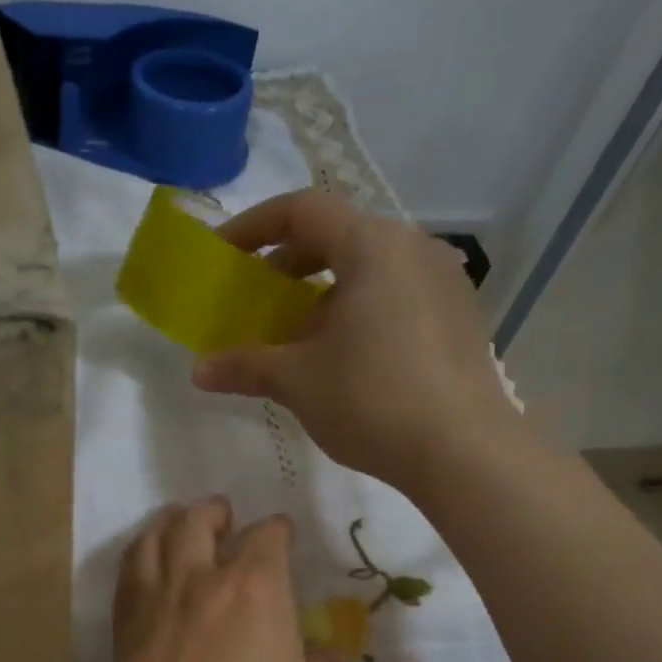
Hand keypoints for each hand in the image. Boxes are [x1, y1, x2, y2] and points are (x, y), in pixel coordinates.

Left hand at [72, 498, 341, 661]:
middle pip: (197, 525)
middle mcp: (198, 589)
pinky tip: (146, 572)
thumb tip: (321, 658)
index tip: (282, 534)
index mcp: (256, 597)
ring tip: (178, 524)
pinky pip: (126, 582)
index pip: (266, 541)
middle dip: (214, 513)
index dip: (276, 532)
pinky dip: (137, 560)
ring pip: (151, 543)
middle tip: (225, 515)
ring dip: (168, 524)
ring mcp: (151, 614)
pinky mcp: (121, 645)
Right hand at [192, 190, 520, 490]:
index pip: (302, 210)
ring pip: (369, 268)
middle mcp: (413, 248)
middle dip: (288, 264)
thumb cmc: (372, 400)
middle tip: (257, 298)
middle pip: (338, 236)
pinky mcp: (459, 316)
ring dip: (324, 292)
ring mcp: (443, 281)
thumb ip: (246, 366)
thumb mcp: (298, 381)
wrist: (462, 450)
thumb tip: (199, 372)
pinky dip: (360, 310)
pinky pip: (396, 294)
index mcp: (372, 246)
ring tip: (298, 336)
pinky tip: (345, 356)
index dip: (253, 227)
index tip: (223, 255)